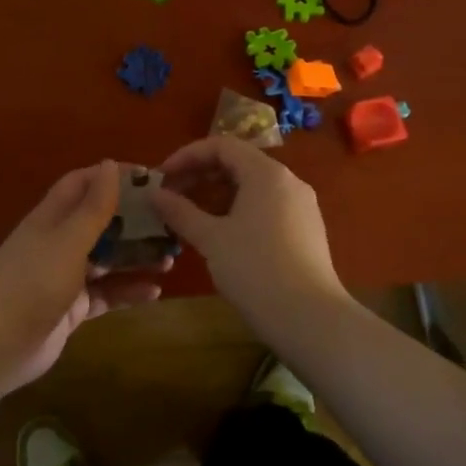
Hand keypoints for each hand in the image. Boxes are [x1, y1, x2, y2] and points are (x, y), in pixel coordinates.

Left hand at [0, 160, 167, 394]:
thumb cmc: (31, 284)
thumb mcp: (67, 241)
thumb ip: (93, 207)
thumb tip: (110, 163)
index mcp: (51, 218)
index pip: (83, 184)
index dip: (113, 177)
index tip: (152, 178)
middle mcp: (58, 242)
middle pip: (100, 221)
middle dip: (133, 220)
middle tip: (171, 221)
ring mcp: (65, 277)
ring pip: (107, 259)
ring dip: (136, 256)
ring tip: (172, 257)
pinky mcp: (72, 308)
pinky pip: (106, 293)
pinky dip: (128, 291)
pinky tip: (155, 292)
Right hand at [150, 136, 346, 323]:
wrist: (311, 319)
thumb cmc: (256, 270)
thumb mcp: (211, 239)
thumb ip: (180, 212)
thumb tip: (154, 194)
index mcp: (266, 173)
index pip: (222, 146)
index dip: (187, 156)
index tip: (162, 177)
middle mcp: (288, 182)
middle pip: (238, 164)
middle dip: (200, 176)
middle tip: (171, 197)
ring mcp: (301, 207)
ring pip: (252, 188)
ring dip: (217, 196)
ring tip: (190, 218)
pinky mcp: (306, 231)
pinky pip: (266, 207)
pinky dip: (238, 211)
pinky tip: (221, 236)